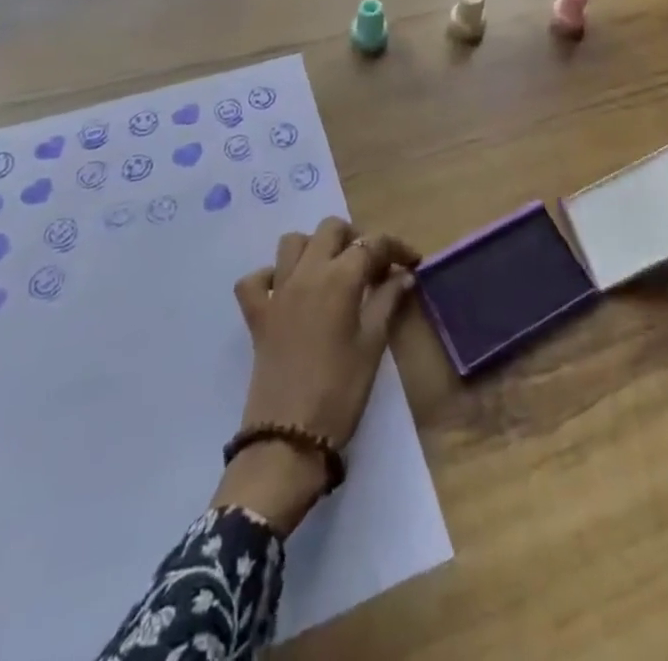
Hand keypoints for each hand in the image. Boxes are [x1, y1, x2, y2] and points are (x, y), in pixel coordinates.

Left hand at [213, 217, 418, 531]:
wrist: (288, 438)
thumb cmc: (341, 391)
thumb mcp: (373, 345)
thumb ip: (388, 301)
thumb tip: (404, 275)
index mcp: (340, 278)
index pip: (372, 244)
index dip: (395, 247)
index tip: (411, 261)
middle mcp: (306, 273)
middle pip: (330, 229)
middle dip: (355, 238)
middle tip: (372, 265)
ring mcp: (277, 291)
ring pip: (292, 242)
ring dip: (314, 247)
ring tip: (333, 271)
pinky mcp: (256, 314)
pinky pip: (256, 279)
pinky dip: (270, 277)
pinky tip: (287, 292)